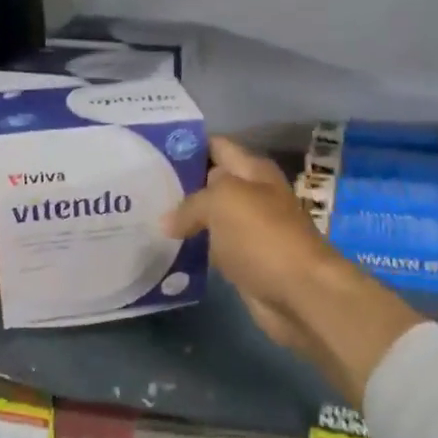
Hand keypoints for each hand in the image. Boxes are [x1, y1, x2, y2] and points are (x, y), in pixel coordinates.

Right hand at [161, 138, 334, 356]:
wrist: (300, 292)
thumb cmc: (263, 236)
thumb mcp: (223, 201)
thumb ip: (191, 203)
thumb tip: (167, 221)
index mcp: (253, 170)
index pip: (216, 146)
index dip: (186, 144)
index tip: (150, 150)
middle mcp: (253, 195)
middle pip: (210, 181)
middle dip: (179, 182)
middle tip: (137, 186)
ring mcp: (249, 229)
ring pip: (210, 216)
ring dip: (182, 218)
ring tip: (143, 216)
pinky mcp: (244, 261)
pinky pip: (212, 247)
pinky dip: (192, 247)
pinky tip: (164, 248)